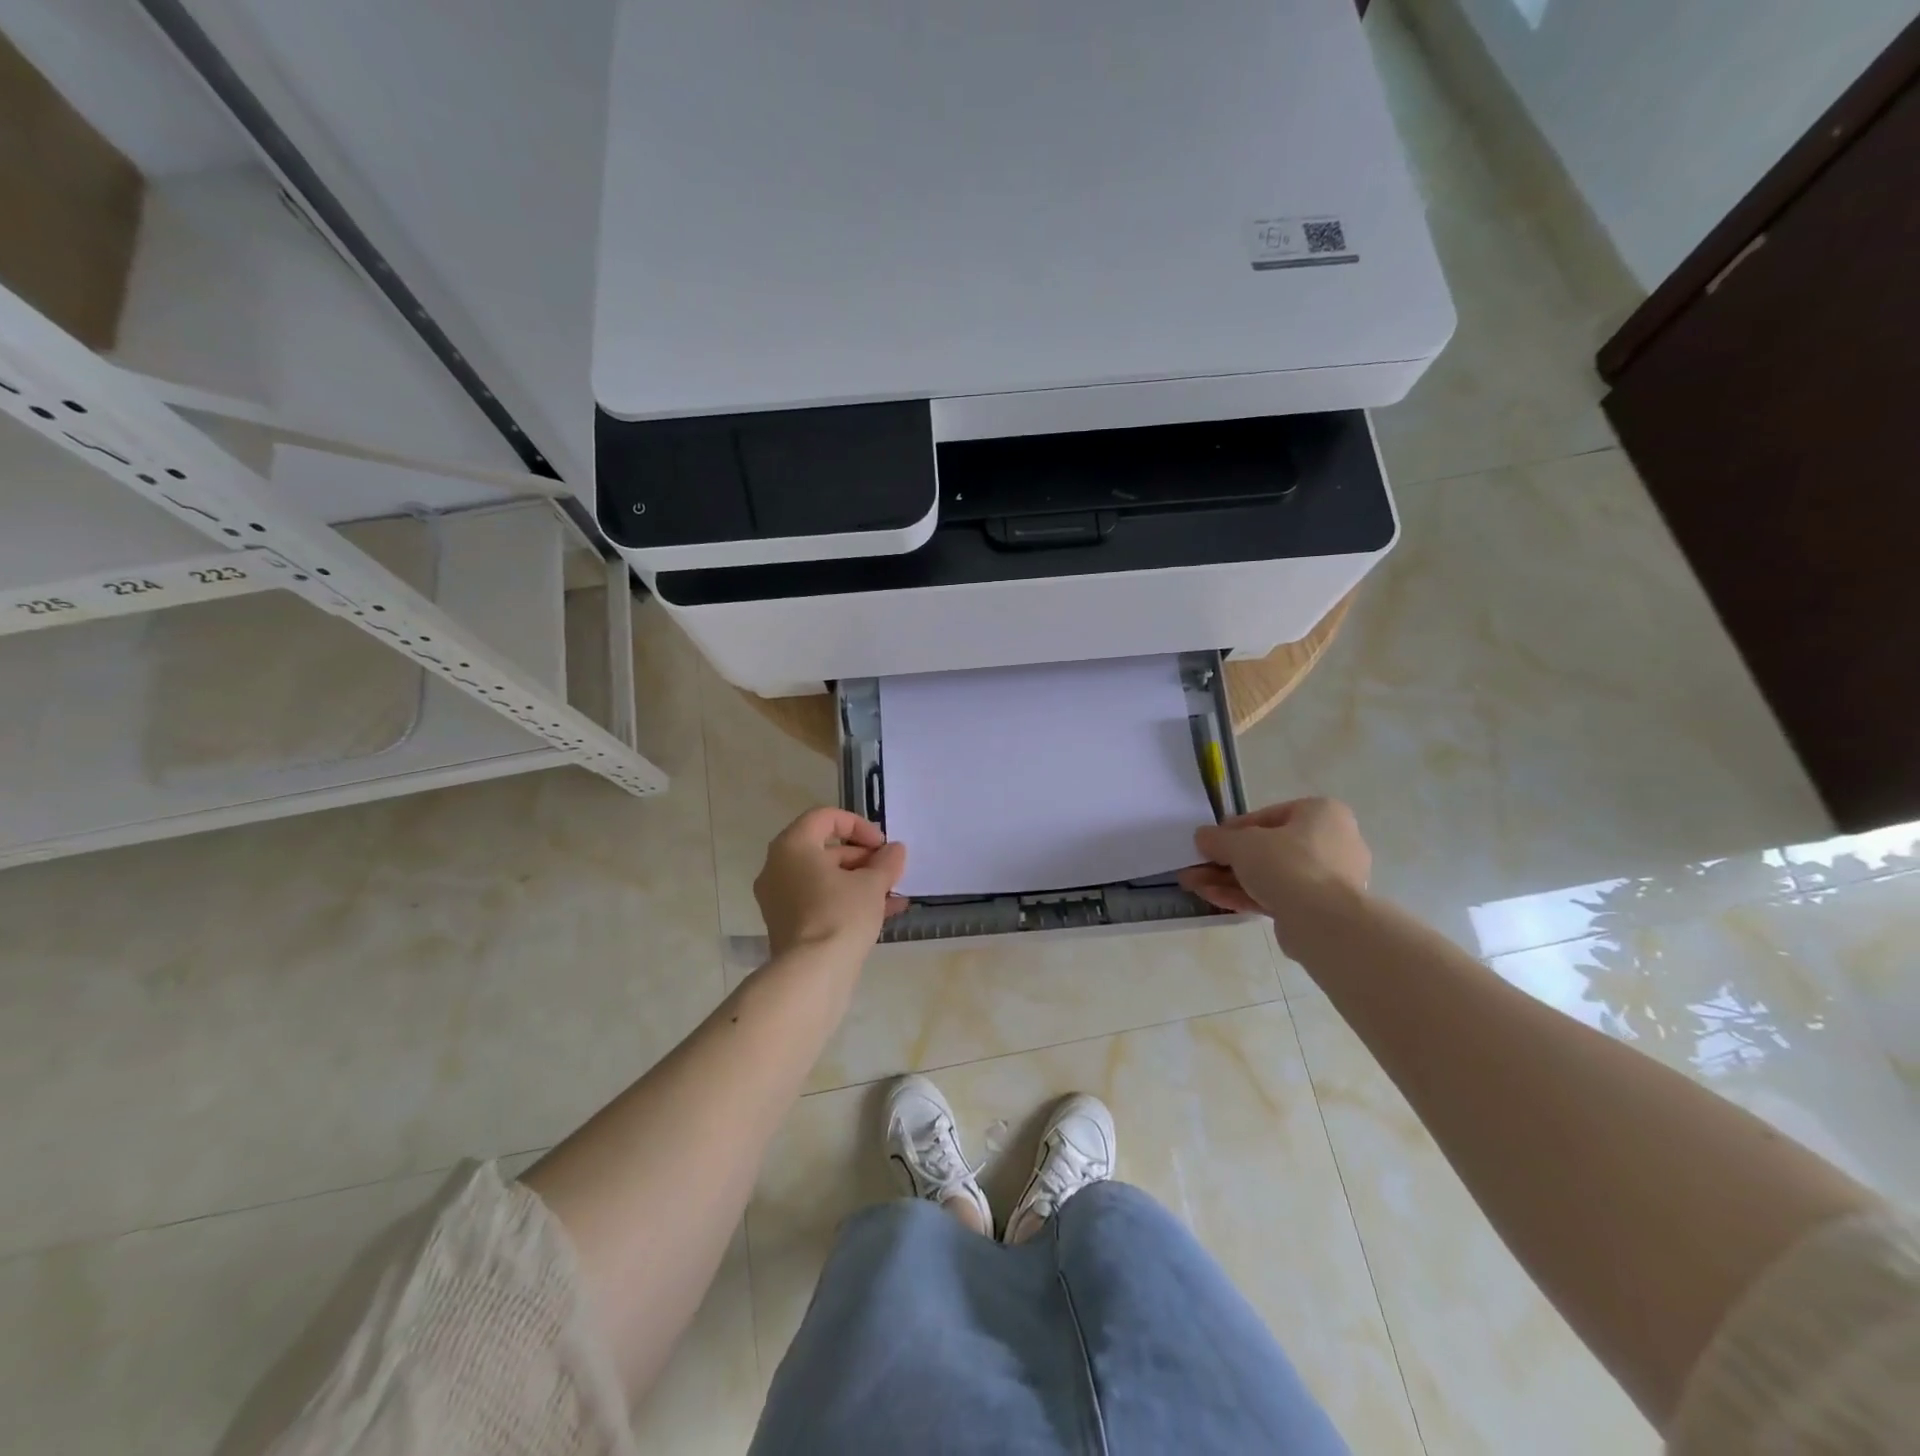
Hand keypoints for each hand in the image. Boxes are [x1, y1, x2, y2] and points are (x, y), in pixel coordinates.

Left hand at [755, 808, 908, 956]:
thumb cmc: (840, 915)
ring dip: (859, 881)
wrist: (812, 974)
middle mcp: (778, 867)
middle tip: (888, 870)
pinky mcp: (787, 925)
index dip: (858, 826)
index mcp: (792, 846)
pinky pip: (819, 901)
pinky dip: (846, 900)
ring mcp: (779, 898)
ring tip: (892, 892)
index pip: (825, 818)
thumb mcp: (872, 883)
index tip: (882, 845)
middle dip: (862, 857)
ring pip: (824, 878)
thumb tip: (895, 850)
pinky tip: (883, 912)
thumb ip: (886, 862)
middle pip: (824, 849)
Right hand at [1177, 797, 1370, 917]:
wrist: (1325, 922)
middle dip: (1226, 860)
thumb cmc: (1287, 864)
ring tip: (1194, 884)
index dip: (1233, 829)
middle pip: (1267, 849)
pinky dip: (1245, 895)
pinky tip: (1212, 897)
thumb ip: (1218, 838)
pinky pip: (1277, 895)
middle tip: (1197, 866)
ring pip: (1269, 875)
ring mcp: (1327, 879)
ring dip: (1228, 880)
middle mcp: (1331, 842)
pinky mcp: (1318, 909)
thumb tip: (1202, 837)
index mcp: (1322, 814)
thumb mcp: (1242, 843)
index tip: (1210, 841)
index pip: (1269, 816)